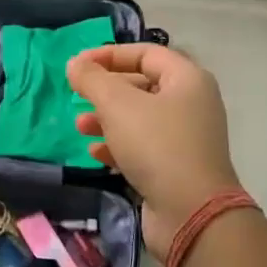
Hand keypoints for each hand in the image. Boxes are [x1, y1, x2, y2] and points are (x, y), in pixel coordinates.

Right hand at [67, 44, 240, 262]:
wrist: (192, 213)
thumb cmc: (157, 146)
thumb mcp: (118, 105)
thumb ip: (93, 80)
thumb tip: (75, 64)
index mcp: (187, 80)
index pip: (145, 53)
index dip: (109, 55)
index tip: (77, 65)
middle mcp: (191, 104)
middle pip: (142, 85)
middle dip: (106, 90)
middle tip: (78, 95)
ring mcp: (185, 139)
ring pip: (139, 119)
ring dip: (107, 119)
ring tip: (80, 126)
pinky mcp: (175, 168)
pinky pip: (143, 147)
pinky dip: (118, 146)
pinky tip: (96, 152)